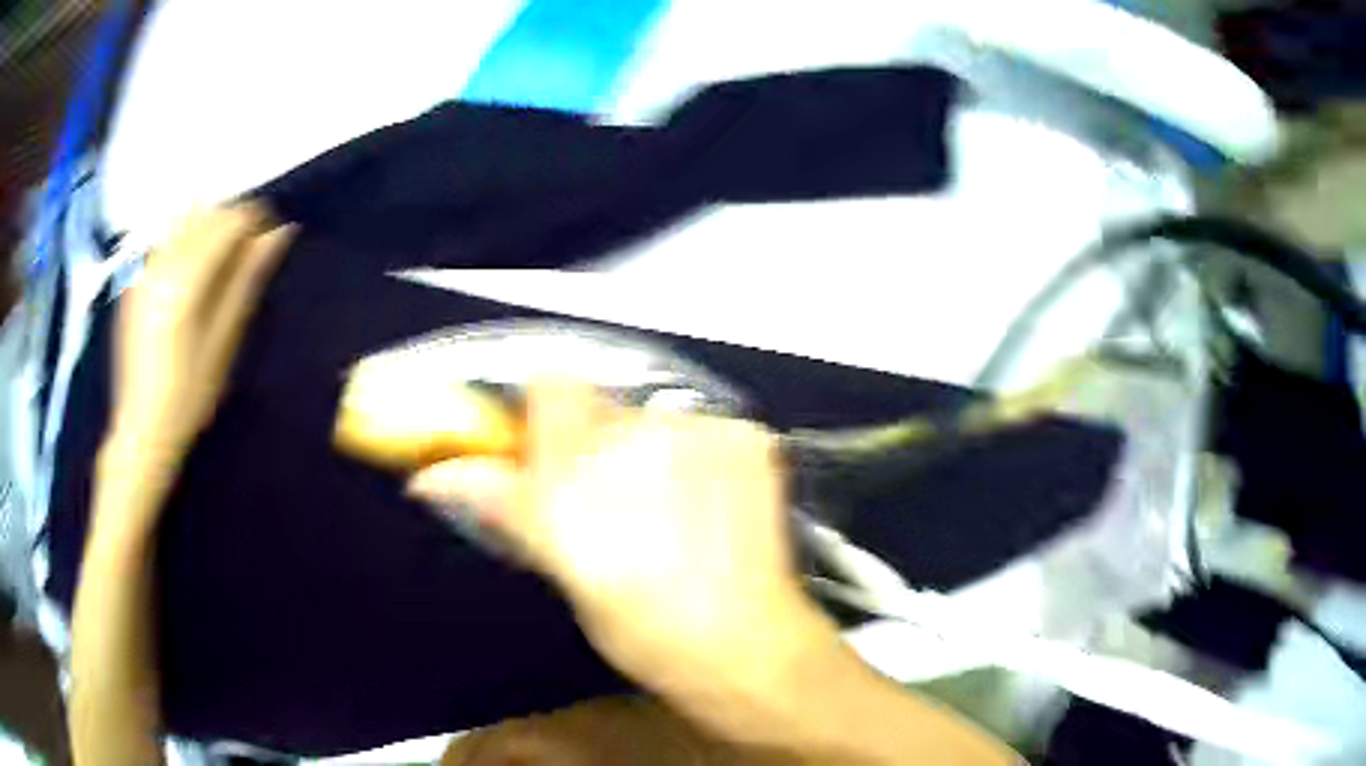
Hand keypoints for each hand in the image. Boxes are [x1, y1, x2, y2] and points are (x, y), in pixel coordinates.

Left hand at [109, 204, 294, 461]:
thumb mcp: (223, 342)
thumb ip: (246, 280)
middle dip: (232, 222)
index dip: (255, 219)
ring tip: (222, 257)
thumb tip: (279, 233)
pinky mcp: (134, 280)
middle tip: (251, 248)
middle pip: (205, 215)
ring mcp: (144, 269)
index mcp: (185, 281)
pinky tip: (192, 270)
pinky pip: (165, 240)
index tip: (273, 231)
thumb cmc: (189, 396)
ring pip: (184, 222)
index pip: (227, 223)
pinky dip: (185, 242)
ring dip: (209, 228)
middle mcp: (162, 263)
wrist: (142, 429)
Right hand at [407, 381, 833, 703]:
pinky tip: (713, 505)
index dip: (542, 415)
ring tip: (671, 507)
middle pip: (594, 400)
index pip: (545, 388)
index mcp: (566, 487)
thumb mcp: (563, 573)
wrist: (746, 645)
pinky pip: (703, 428)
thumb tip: (429, 476)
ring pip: (650, 415)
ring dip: (647, 448)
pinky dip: (698, 456)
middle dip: (590, 437)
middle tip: (613, 493)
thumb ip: (506, 507)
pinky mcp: (745, 435)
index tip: (546, 450)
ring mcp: (694, 433)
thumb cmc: (643, 632)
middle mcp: (626, 442)